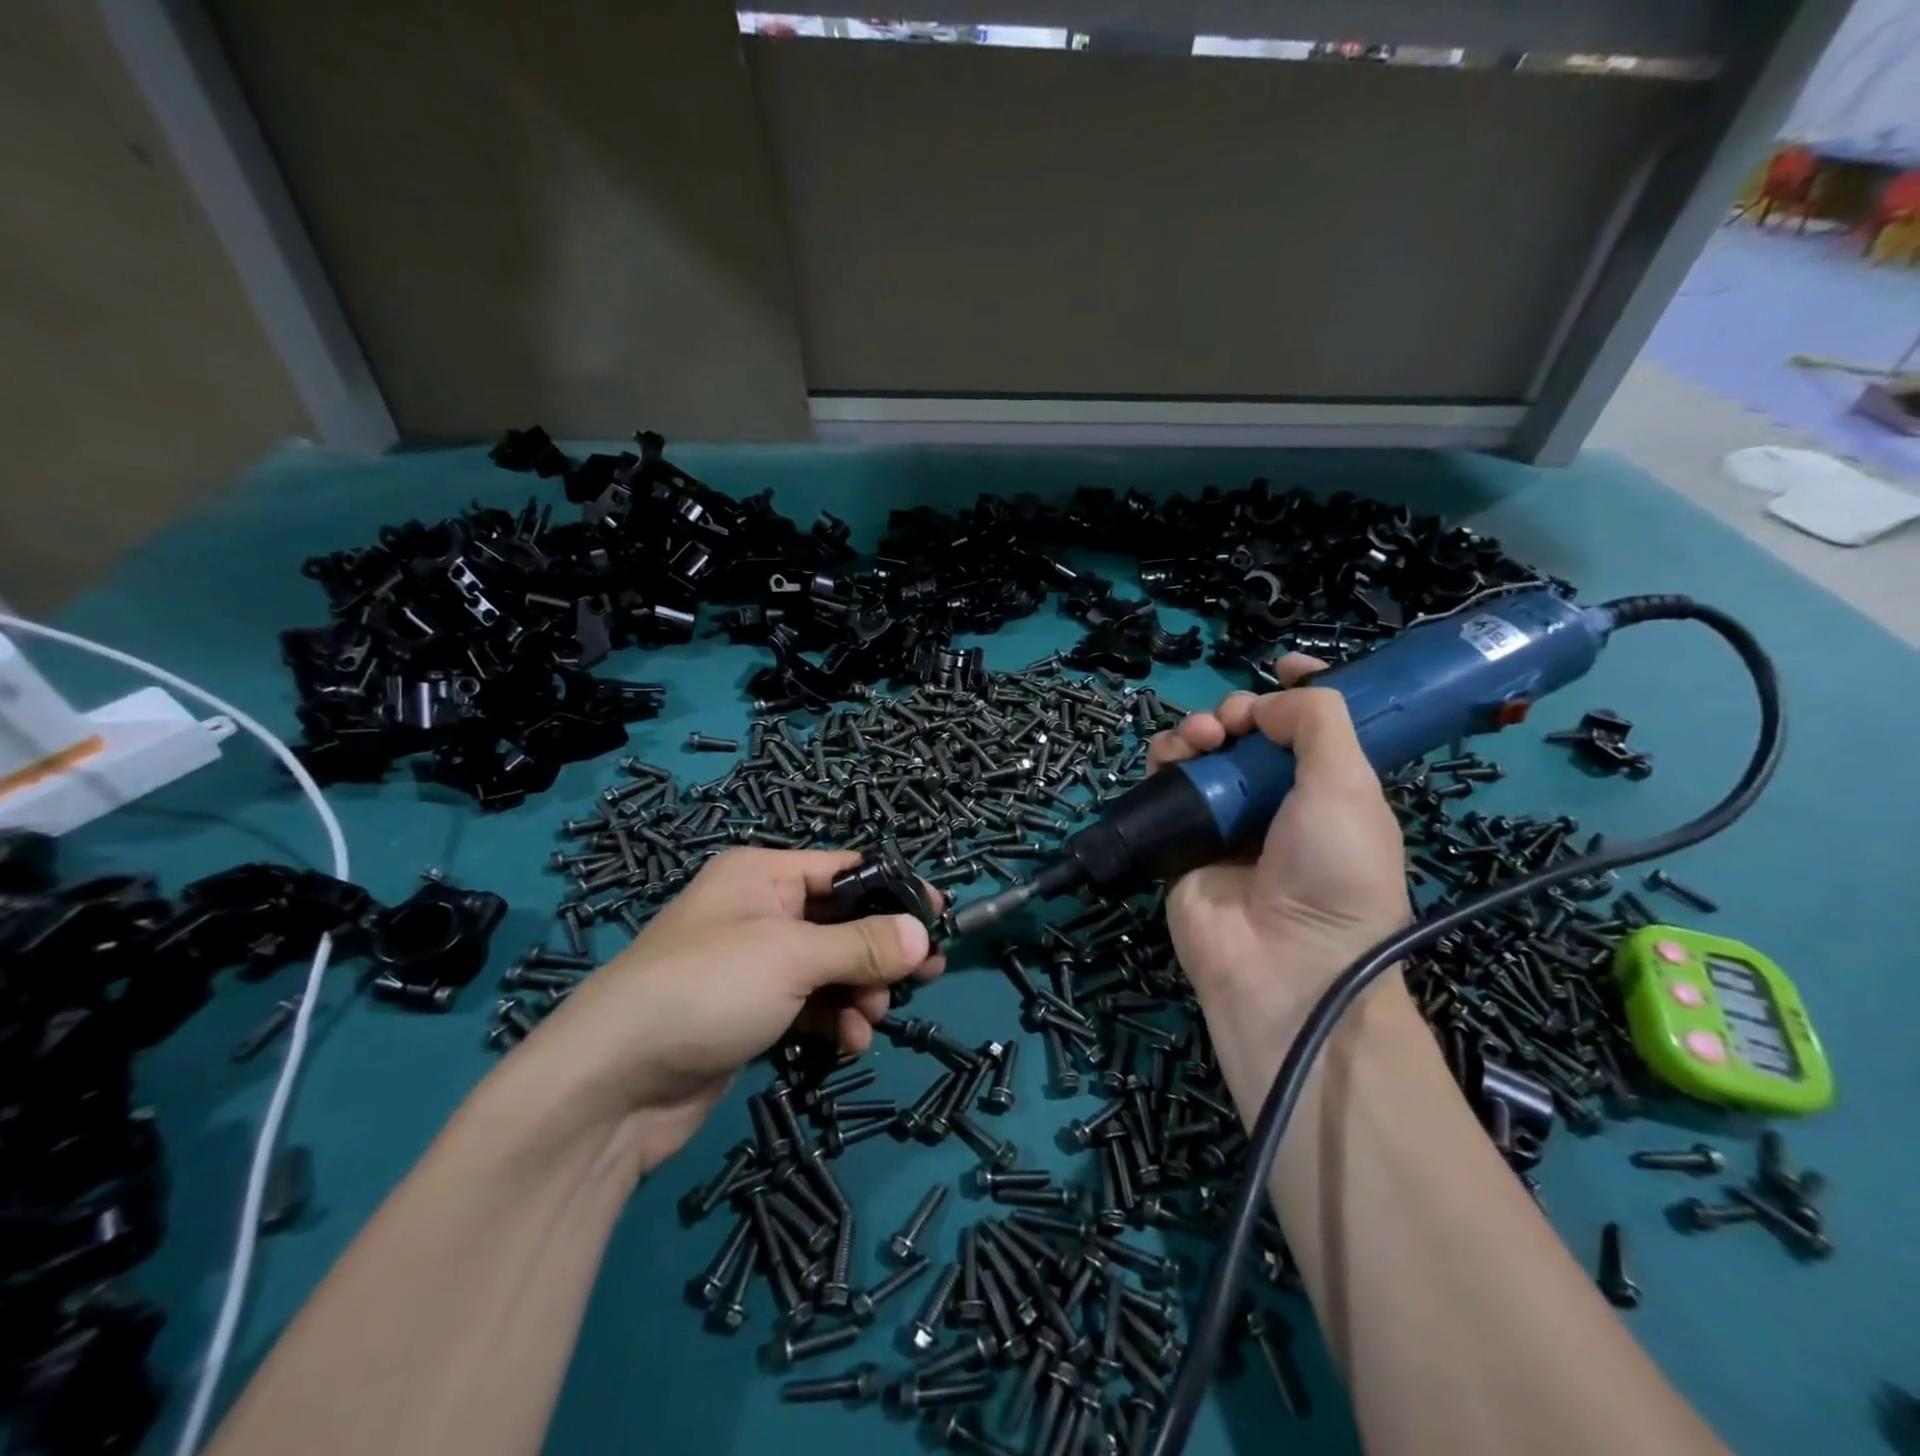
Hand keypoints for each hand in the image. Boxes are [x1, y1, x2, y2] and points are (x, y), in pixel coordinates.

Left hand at [503, 848, 943, 1168]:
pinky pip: (809, 1005)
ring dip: (859, 991)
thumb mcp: (792, 956)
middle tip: (928, 975)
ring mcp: (754, 966)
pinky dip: (834, 1019)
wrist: (613, 1083)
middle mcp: (760, 912)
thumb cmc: (708, 987)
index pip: (845, 869)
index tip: (938, 916)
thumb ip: (863, 945)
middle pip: (841, 921)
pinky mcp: (751, 1014)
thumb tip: (924, 936)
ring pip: (830, 967)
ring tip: (874, 1017)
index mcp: (764, 875)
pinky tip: (850, 1043)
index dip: (893, 890)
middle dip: (882, 950)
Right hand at [1149, 657, 1411, 1088]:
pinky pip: (1167, 785)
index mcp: (1330, 790)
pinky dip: (1166, 761)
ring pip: (1203, 753)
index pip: (1314, 727)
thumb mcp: (1348, 786)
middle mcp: (1278, 801)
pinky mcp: (1182, 840)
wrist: (1284, 966)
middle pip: (1249, 733)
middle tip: (1232, 724)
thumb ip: (1317, 723)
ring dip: (1198, 731)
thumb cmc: (1332, 871)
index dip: (1300, 691)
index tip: (1282, 666)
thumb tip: (1267, 703)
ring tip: (1200, 741)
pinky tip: (1172, 758)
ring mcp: (1227, 821)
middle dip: (1238, 711)